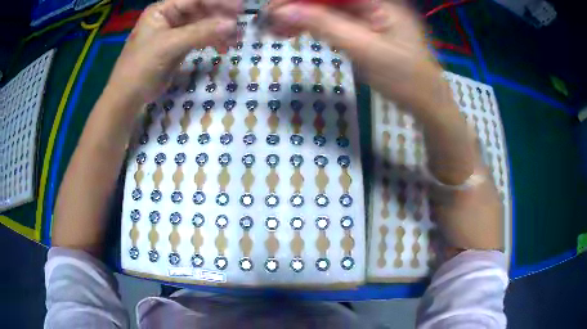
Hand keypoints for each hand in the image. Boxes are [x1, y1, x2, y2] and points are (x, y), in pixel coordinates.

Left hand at [107, 0, 240, 103]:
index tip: (239, 9)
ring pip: (203, 25)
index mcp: (163, 10)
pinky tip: (223, 48)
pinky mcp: (179, 47)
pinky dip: (213, 42)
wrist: (128, 98)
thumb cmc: (141, 66)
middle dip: (221, 18)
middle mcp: (170, 17)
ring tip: (235, 41)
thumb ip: (200, 32)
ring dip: (219, 31)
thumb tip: (233, 25)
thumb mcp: (169, 45)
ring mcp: (175, 32)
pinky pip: (200, 39)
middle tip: (239, 28)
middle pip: (202, 10)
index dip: (218, 2)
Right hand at [269, 0, 451, 112]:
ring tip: (278, 30)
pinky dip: (316, 27)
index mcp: (380, 1)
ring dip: (303, 17)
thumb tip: (285, 11)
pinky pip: (336, 22)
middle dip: (298, 6)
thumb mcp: (365, 50)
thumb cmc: (405, 78)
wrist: (427, 103)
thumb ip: (326, 26)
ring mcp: (371, 17)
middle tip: (272, 22)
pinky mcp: (367, 30)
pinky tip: (299, 32)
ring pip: (330, 9)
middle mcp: (374, 3)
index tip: (275, 8)